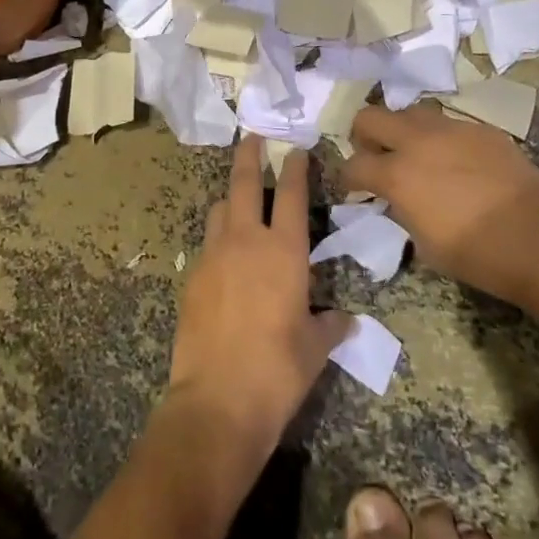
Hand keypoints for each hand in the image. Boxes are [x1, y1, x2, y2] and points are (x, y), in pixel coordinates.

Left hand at [167, 137, 351, 459]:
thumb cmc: (278, 371)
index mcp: (283, 251)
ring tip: (239, 200)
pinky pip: (207, 244)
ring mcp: (214, 255)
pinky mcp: (192, 276)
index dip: (295, 168)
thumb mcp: (315, 349)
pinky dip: (218, 238)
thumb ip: (330, 326)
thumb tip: (346, 320)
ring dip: (230, 198)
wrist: (217, 401)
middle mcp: (246, 241)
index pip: (292, 194)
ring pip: (220, 209)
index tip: (296, 149)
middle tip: (252, 137)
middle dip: (249, 155)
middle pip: (244, 183)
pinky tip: (226, 257)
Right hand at [341, 104, 538, 302]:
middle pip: (371, 116)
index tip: (354, 189)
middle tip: (375, 157)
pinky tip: (457, 162)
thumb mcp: (424, 244)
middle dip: (364, 136)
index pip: (353, 164)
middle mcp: (418, 141)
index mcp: (397, 174)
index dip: (347, 178)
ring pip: (411, 112)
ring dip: (403, 130)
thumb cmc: (478, 256)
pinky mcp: (481, 129)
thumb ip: (402, 211)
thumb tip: (396, 200)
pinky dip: (441, 139)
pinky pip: (449, 124)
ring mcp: (452, 129)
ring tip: (416, 154)